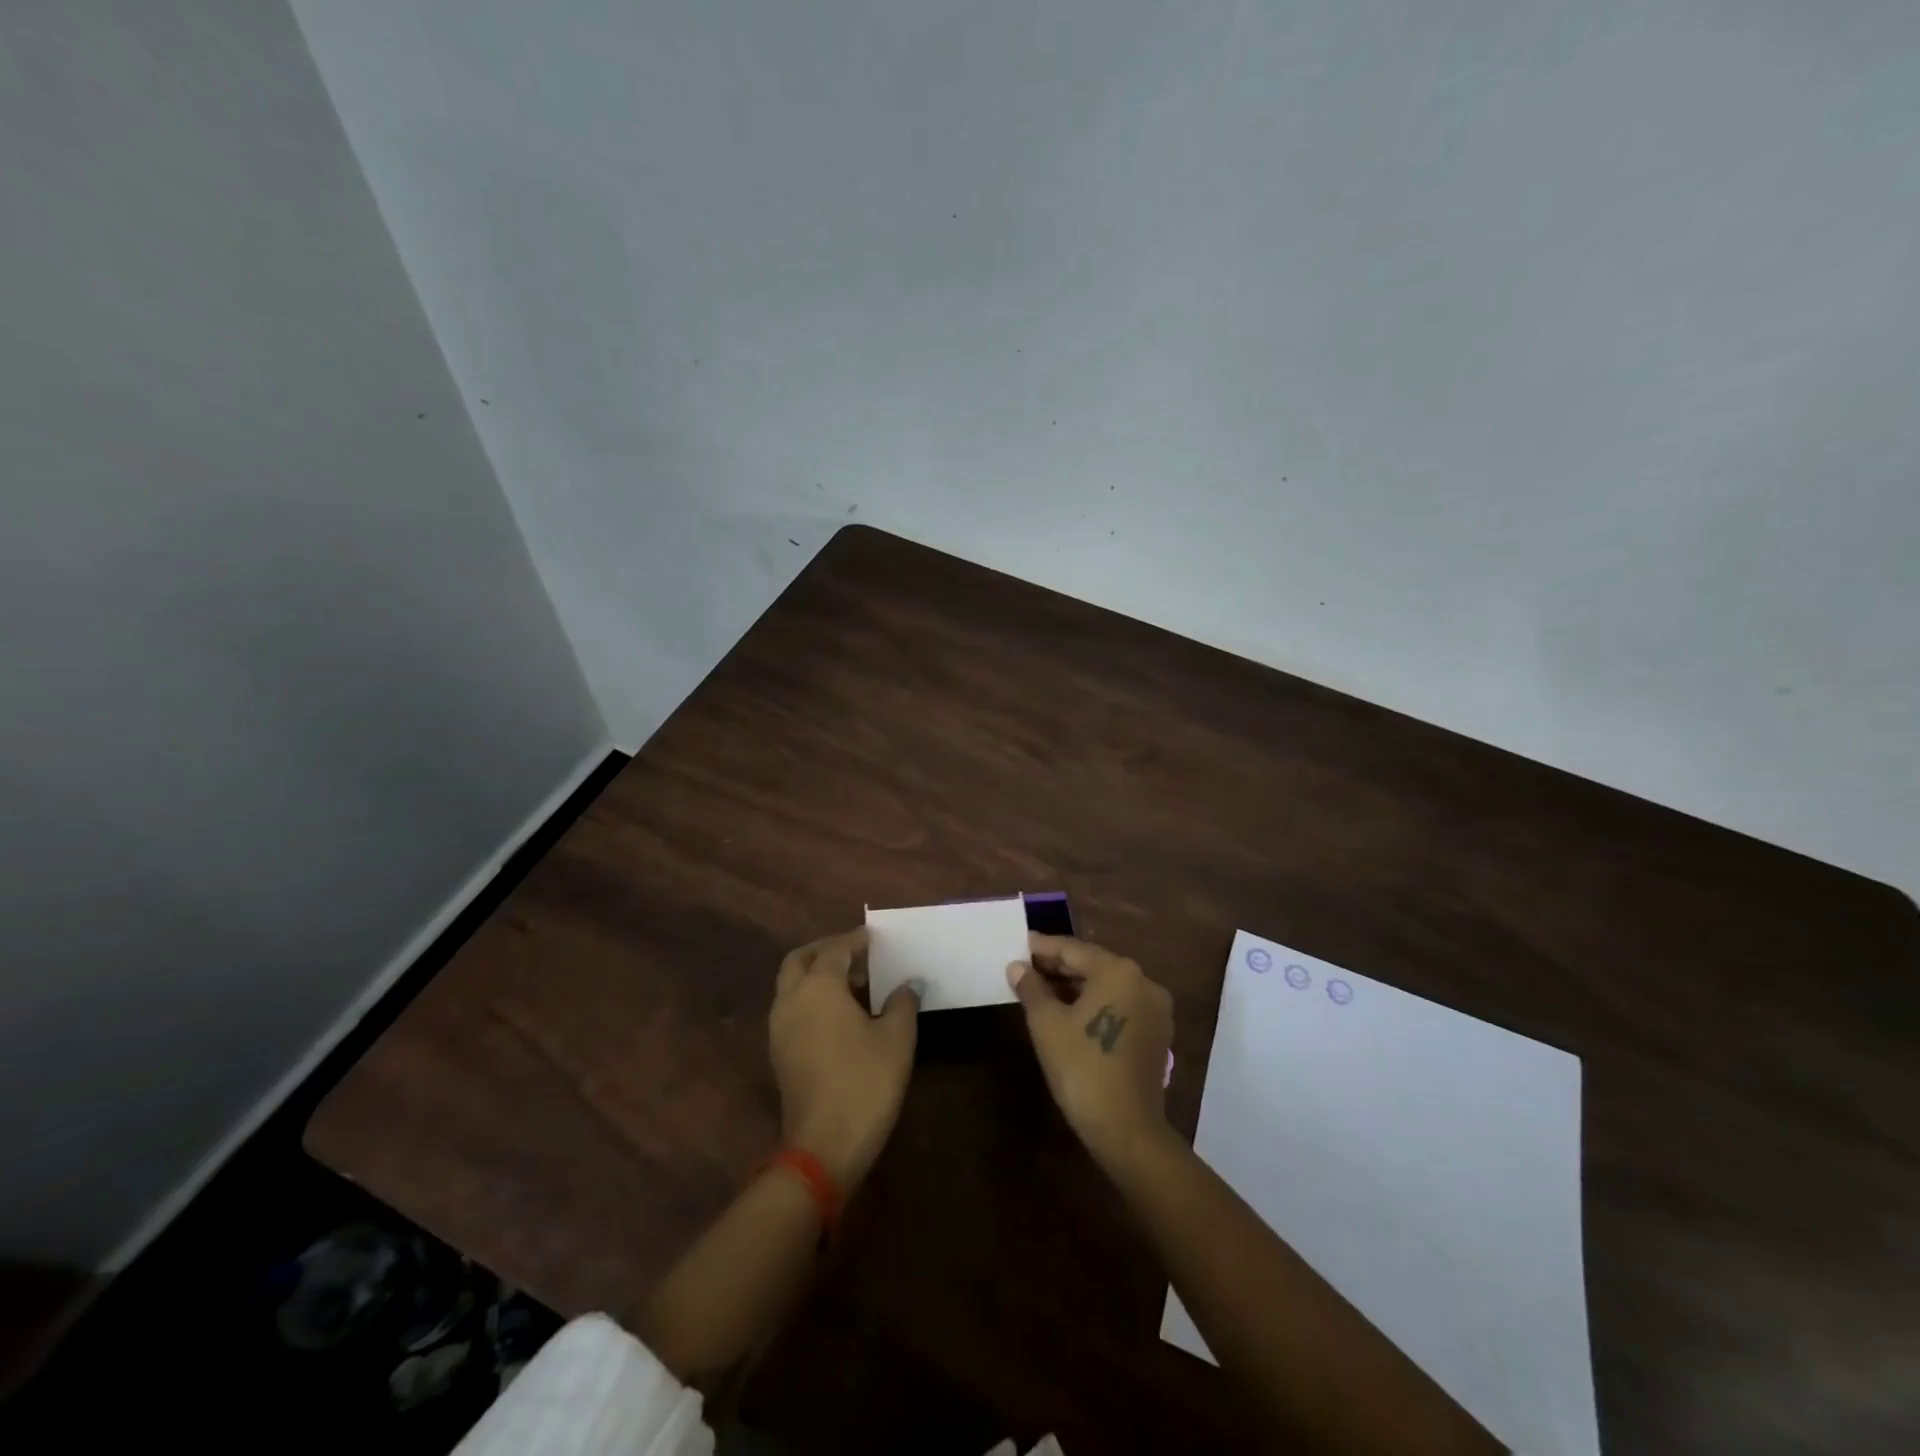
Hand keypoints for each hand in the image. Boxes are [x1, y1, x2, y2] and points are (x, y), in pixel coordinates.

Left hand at [770, 927, 919, 1189]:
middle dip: (826, 950)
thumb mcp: (897, 1038)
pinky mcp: (779, 1052)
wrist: (824, 1146)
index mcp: (818, 987)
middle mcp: (791, 999)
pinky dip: (811, 998)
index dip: (856, 940)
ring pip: (792, 984)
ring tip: (854, 984)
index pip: (835, 949)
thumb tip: (908, 984)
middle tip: (856, 954)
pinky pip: (792, 1008)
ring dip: (816, 974)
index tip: (875, 937)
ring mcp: (779, 1028)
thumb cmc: (865, 1082)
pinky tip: (841, 1014)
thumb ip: (902, 1002)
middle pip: (800, 959)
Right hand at [1007, 933, 1173, 1167]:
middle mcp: (1143, 982)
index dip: (1044, 947)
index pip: (1073, 949)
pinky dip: (1096, 1004)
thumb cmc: (1082, 1067)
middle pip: (1093, 965)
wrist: (1126, 1129)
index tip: (1022, 943)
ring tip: (1043, 990)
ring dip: (1076, 987)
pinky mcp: (1157, 1034)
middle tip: (1027, 968)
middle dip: (1059, 967)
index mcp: (1118, 971)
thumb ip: (1031, 988)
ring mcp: (1155, 1009)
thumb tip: (1018, 967)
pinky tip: (1070, 1013)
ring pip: (1108, 987)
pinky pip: (1120, 1006)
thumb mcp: (1046, 1024)